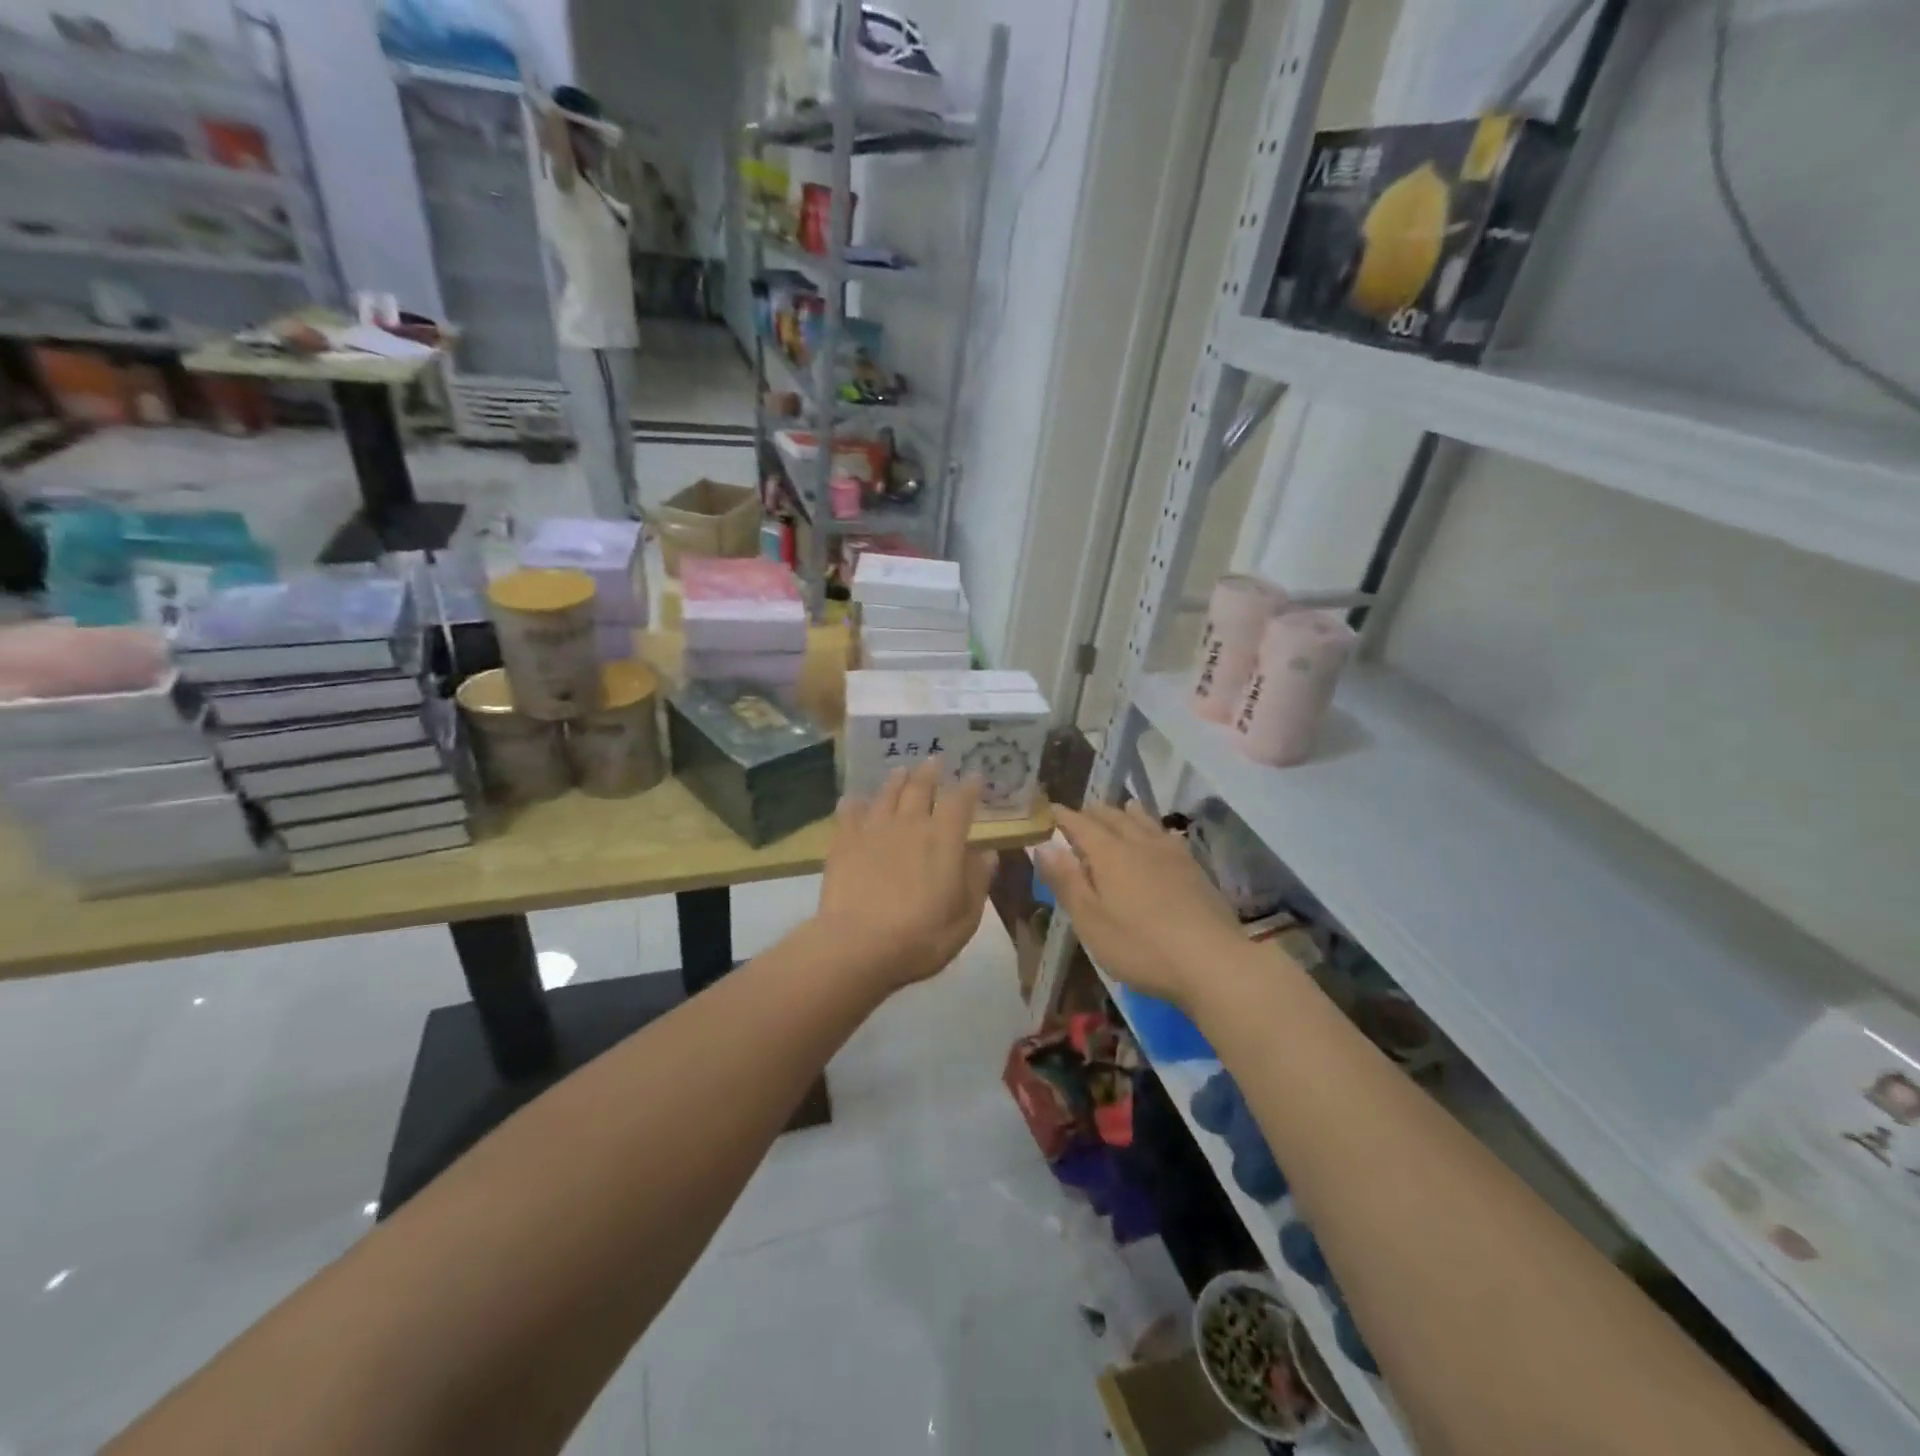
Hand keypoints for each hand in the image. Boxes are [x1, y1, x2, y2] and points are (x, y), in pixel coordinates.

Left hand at [814, 760, 995, 990]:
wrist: (859, 945)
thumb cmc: (922, 936)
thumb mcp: (965, 916)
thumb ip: (977, 881)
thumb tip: (988, 853)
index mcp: (944, 839)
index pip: (960, 802)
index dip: (969, 787)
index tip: (975, 775)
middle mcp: (910, 824)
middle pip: (920, 787)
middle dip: (930, 772)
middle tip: (934, 759)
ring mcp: (874, 830)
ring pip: (886, 794)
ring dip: (896, 780)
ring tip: (901, 770)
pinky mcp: (844, 842)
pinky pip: (849, 813)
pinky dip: (853, 803)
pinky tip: (853, 799)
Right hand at [1036, 802, 1249, 1011]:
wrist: (1213, 962)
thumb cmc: (1141, 946)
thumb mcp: (1091, 920)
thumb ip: (1066, 881)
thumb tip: (1043, 845)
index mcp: (1110, 854)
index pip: (1080, 824)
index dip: (1062, 817)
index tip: (1049, 811)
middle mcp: (1140, 844)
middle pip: (1114, 817)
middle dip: (1093, 813)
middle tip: (1080, 814)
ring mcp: (1171, 854)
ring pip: (1144, 822)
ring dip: (1127, 814)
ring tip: (1121, 809)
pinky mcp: (1195, 869)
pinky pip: (1168, 835)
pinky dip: (1154, 828)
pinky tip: (1161, 836)